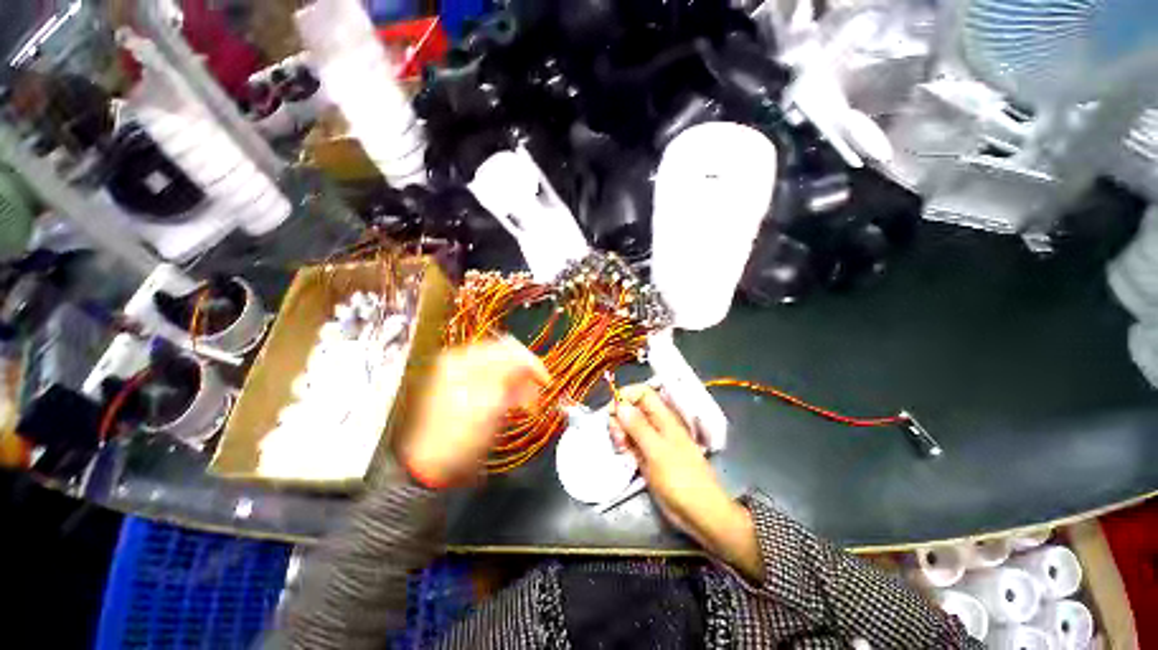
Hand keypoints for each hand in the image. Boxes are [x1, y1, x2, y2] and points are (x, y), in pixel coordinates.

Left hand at [397, 338, 549, 488]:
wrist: (435, 466)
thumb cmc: (459, 436)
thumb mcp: (489, 404)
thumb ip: (510, 376)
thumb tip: (529, 361)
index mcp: (461, 360)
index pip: (505, 348)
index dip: (530, 362)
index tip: (546, 380)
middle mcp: (463, 363)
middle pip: (505, 358)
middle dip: (526, 375)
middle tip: (538, 394)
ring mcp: (466, 377)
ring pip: (505, 371)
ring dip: (521, 385)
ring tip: (530, 405)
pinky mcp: (471, 390)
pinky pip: (499, 383)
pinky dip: (512, 392)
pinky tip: (519, 405)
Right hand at [611, 385, 762, 579]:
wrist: (699, 512)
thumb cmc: (680, 478)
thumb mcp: (656, 450)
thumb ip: (637, 426)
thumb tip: (620, 404)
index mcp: (663, 418)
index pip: (643, 393)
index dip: (626, 395)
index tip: (612, 408)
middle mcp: (657, 425)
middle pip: (633, 409)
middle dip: (620, 417)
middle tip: (617, 436)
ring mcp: (653, 441)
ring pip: (630, 426)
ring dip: (621, 433)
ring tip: (621, 448)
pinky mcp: (649, 457)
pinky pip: (632, 443)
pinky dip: (625, 446)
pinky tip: (624, 455)